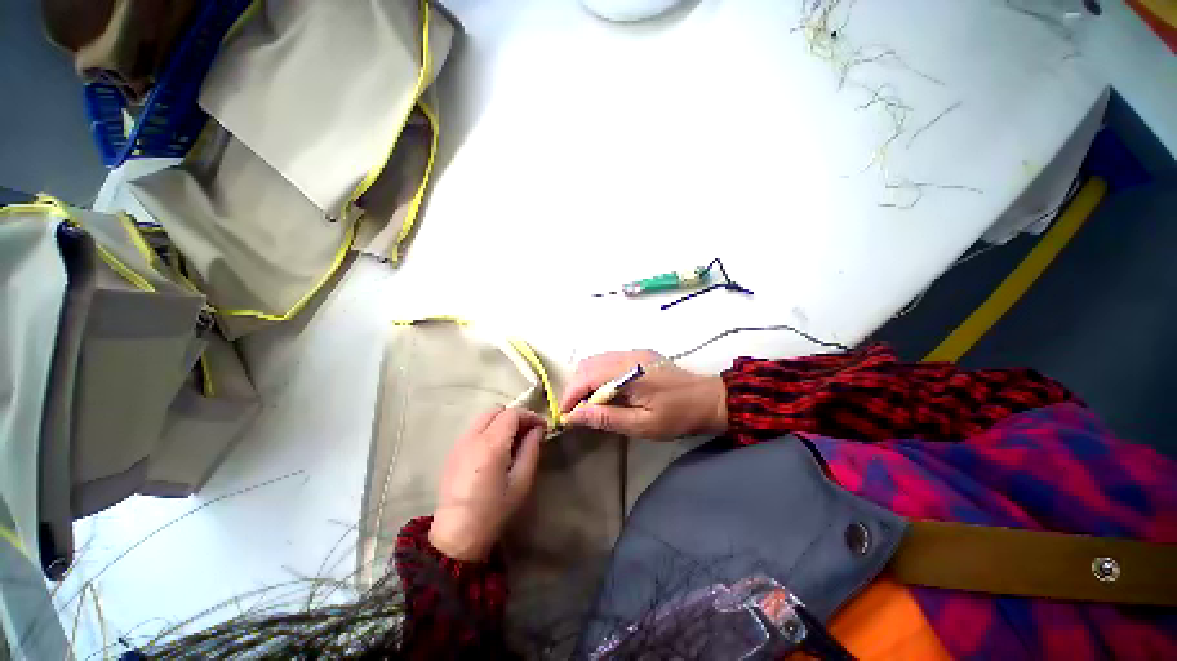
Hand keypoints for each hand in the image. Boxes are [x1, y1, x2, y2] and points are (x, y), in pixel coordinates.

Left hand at [429, 407, 546, 560]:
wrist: (456, 535)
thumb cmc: (494, 511)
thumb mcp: (521, 481)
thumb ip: (531, 449)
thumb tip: (538, 430)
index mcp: (491, 444)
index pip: (513, 414)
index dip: (530, 416)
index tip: (542, 427)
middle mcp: (473, 437)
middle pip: (496, 410)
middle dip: (515, 416)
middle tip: (527, 432)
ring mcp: (459, 443)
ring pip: (484, 417)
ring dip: (501, 421)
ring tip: (512, 441)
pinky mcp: (452, 451)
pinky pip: (474, 429)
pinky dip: (488, 429)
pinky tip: (495, 449)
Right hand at [559, 350, 727, 439]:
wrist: (708, 399)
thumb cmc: (677, 416)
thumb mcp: (642, 424)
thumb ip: (607, 417)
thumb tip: (575, 416)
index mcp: (630, 370)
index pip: (588, 375)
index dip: (571, 394)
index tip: (565, 415)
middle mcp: (628, 355)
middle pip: (588, 364)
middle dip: (575, 387)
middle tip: (576, 412)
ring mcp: (634, 352)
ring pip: (596, 360)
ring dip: (585, 381)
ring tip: (587, 404)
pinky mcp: (638, 355)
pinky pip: (607, 360)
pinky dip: (597, 375)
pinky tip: (603, 392)